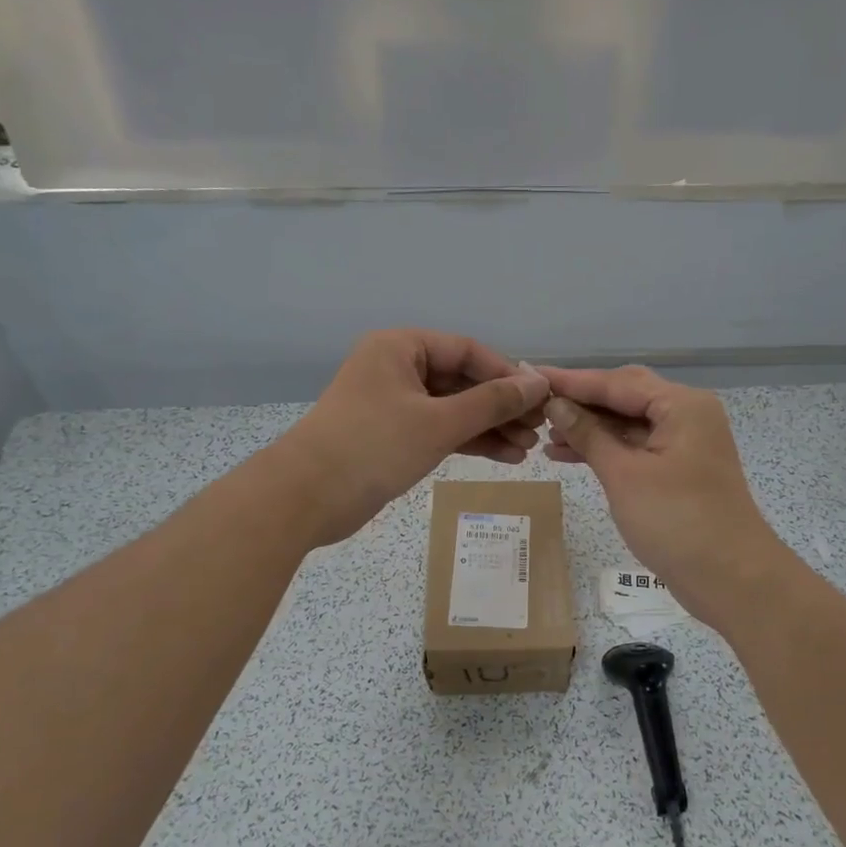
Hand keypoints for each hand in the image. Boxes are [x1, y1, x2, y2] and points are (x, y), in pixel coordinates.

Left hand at [267, 330, 549, 545]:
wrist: (305, 498)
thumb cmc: (374, 446)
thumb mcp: (440, 422)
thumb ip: (492, 402)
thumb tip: (538, 383)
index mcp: (401, 348)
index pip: (467, 351)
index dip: (507, 374)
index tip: (540, 399)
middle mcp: (397, 368)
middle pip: (462, 381)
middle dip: (501, 407)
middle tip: (538, 430)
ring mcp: (393, 404)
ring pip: (452, 409)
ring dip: (489, 428)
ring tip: (527, 449)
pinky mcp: (391, 437)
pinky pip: (439, 430)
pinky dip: (468, 442)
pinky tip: (504, 457)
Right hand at [541, 365, 788, 624]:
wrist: (732, 579)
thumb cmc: (676, 521)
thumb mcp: (624, 475)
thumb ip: (588, 435)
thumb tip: (556, 404)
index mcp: (681, 405)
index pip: (617, 382)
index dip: (572, 381)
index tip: (532, 376)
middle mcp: (686, 414)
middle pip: (624, 396)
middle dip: (581, 402)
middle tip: (536, 405)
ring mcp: (685, 442)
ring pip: (628, 423)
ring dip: (589, 428)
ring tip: (545, 436)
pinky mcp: (679, 468)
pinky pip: (636, 446)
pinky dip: (606, 449)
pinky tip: (569, 455)